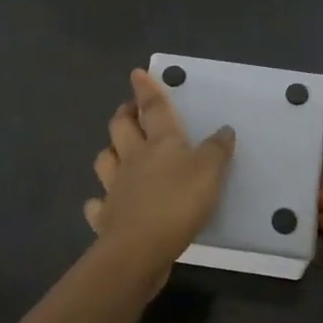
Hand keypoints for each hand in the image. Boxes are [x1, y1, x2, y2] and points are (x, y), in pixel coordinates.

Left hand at [86, 69, 235, 281]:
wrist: (139, 248)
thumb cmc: (177, 202)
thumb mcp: (209, 172)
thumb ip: (217, 150)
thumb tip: (224, 129)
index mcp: (160, 143)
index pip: (153, 108)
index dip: (146, 89)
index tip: (136, 73)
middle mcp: (133, 159)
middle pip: (121, 128)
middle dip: (124, 115)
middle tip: (128, 109)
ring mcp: (115, 187)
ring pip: (105, 160)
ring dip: (109, 152)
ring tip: (116, 151)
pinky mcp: (107, 218)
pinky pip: (98, 205)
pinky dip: (99, 202)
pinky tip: (103, 203)